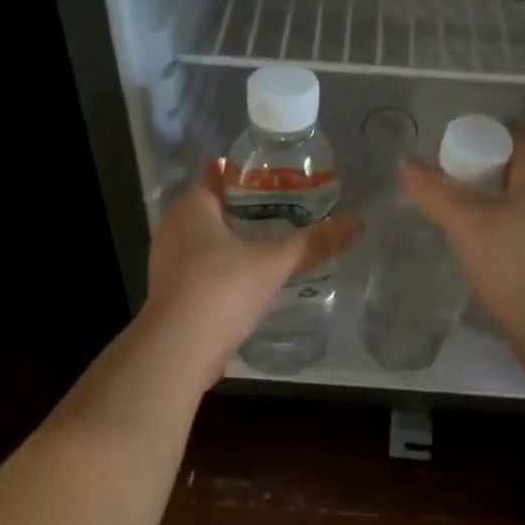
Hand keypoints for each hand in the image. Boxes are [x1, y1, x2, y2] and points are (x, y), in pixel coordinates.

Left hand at [142, 160, 361, 382]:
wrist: (177, 352)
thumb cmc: (220, 291)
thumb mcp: (272, 264)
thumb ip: (313, 243)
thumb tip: (356, 222)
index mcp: (191, 207)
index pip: (217, 172)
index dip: (248, 172)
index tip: (281, 177)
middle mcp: (173, 227)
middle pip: (214, 205)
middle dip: (248, 206)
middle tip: (289, 208)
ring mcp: (168, 261)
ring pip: (208, 238)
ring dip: (237, 238)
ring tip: (276, 241)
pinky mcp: (173, 291)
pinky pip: (203, 266)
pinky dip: (226, 265)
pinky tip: (253, 277)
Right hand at [401, 127, 524, 332]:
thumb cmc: (513, 263)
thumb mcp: (465, 222)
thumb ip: (434, 192)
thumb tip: (407, 163)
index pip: (519, 137)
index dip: (487, 135)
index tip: (455, 147)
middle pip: (522, 169)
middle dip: (488, 169)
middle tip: (451, 179)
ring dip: (495, 201)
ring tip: (461, 212)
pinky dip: (504, 229)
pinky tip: (482, 246)